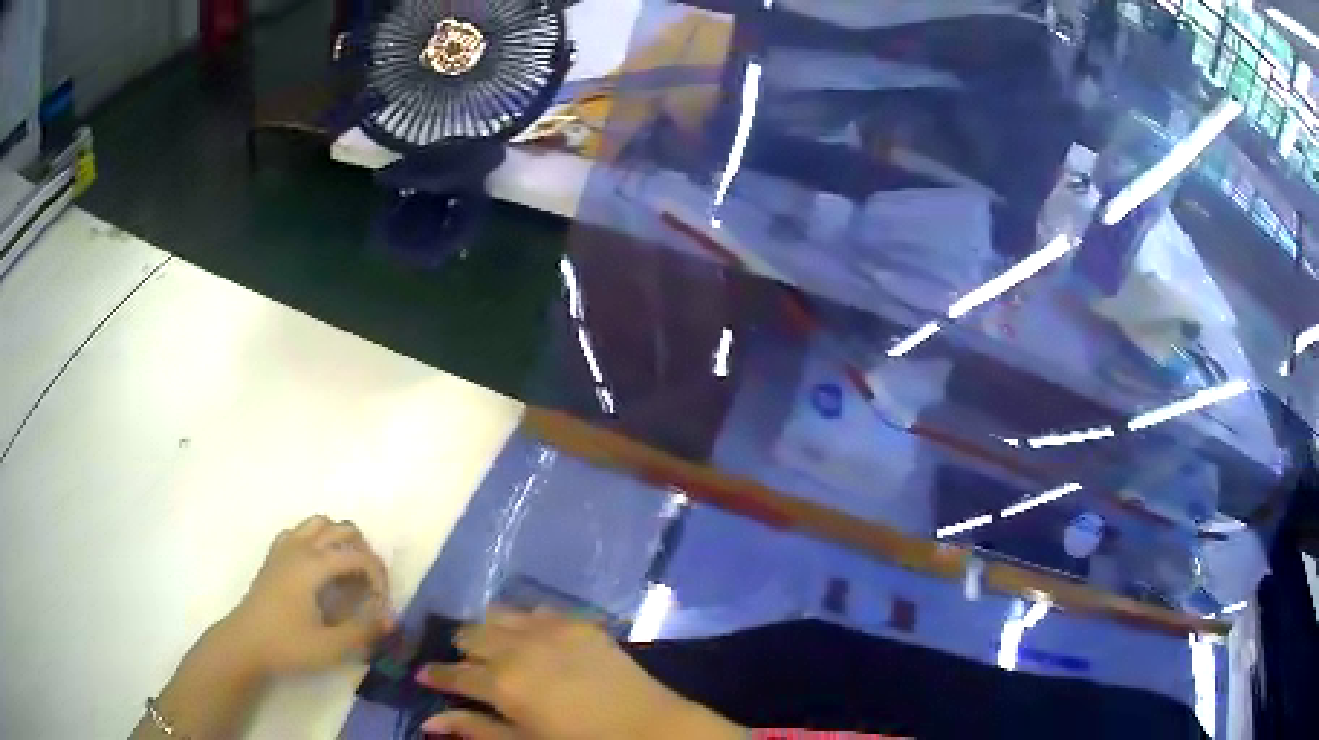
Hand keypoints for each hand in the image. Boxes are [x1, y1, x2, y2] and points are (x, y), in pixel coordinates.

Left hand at [218, 515, 393, 676]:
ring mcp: (284, 548)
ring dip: (340, 541)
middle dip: (363, 553)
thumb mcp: (330, 647)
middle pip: (341, 529)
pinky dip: (316, 541)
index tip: (383, 605)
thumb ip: (364, 631)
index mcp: (314, 565)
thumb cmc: (287, 645)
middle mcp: (300, 547)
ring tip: (347, 573)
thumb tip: (392, 619)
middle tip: (369, 586)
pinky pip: (299, 532)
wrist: (245, 644)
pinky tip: (318, 568)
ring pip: (319, 523)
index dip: (378, 578)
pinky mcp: (274, 557)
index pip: (358, 556)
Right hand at [416, 609, 742, 739]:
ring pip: (498, 615)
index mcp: (501, 683)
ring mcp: (550, 629)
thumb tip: (429, 722)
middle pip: (470, 634)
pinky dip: (526, 623)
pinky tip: (535, 640)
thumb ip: (475, 729)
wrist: (649, 728)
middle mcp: (518, 647)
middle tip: (471, 668)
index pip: (452, 673)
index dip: (436, 675)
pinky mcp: (579, 622)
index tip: (426, 676)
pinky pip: (538, 611)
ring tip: (499, 651)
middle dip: (463, 651)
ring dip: (491, 631)